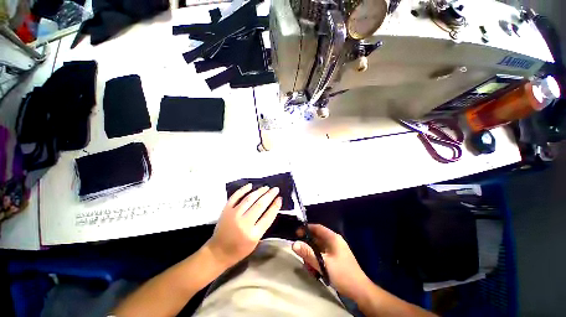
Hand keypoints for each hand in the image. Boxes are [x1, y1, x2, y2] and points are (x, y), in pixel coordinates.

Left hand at [206, 184, 281, 267]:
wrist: (218, 252)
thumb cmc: (239, 249)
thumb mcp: (255, 241)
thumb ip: (263, 225)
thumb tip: (270, 209)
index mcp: (253, 234)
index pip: (268, 216)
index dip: (275, 206)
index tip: (279, 198)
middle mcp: (244, 223)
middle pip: (260, 205)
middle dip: (269, 195)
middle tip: (275, 189)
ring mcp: (234, 215)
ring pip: (249, 198)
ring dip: (259, 191)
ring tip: (266, 187)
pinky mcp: (226, 210)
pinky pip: (235, 196)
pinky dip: (243, 190)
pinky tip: (250, 185)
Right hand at [292, 224, 371, 299]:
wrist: (360, 291)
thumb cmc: (342, 274)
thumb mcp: (323, 264)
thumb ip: (308, 253)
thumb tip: (294, 244)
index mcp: (333, 238)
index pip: (317, 228)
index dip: (306, 229)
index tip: (296, 233)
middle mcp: (334, 241)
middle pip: (317, 238)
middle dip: (308, 244)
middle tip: (299, 251)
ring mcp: (335, 250)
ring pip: (319, 247)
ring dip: (312, 254)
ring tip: (307, 263)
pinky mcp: (336, 258)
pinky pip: (322, 254)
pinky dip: (317, 259)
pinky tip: (314, 268)